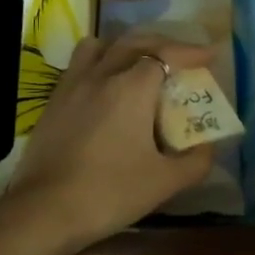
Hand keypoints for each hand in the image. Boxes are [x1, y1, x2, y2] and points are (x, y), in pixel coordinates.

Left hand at [3, 34, 217, 253]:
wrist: (44, 211)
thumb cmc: (109, 193)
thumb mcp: (164, 182)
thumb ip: (196, 161)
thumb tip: (208, 146)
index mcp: (131, 88)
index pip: (166, 54)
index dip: (190, 52)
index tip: (210, 55)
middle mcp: (101, 75)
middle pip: (135, 42)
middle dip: (163, 44)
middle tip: (182, 58)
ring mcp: (72, 85)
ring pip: (101, 47)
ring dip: (125, 48)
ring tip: (138, 65)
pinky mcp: (53, 101)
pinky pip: (79, 65)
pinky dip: (99, 64)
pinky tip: (105, 90)